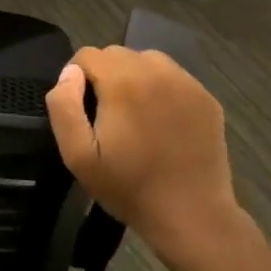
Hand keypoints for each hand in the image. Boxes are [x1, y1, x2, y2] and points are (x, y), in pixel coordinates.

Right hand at [45, 46, 250, 270]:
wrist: (192, 216)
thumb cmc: (129, 187)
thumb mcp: (77, 155)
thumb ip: (63, 106)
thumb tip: (70, 74)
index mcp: (123, 81)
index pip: (87, 55)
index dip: (76, 78)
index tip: (82, 110)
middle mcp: (157, 71)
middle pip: (117, 53)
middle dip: (104, 75)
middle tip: (106, 115)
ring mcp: (186, 83)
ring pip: (147, 60)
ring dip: (133, 77)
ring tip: (133, 113)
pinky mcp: (206, 98)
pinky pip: (173, 77)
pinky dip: (161, 88)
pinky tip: (160, 121)